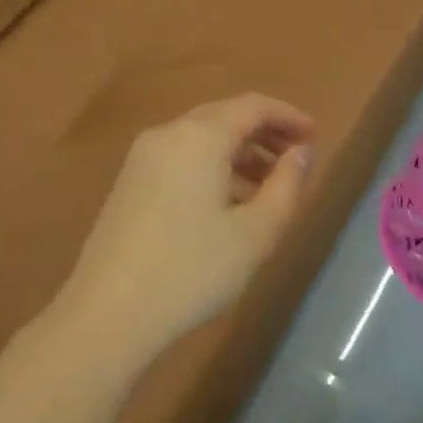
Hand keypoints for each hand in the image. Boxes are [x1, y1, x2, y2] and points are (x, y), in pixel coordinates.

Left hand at [55, 94, 315, 363]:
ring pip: (202, 138)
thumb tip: (301, 152)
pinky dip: (213, 166)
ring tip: (269, 186)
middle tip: (297, 158)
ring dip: (240, 152)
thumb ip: (287, 184)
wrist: (108, 316)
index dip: (289, 116)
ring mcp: (143, 158)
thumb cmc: (192, 270)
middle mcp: (169, 134)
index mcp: (200, 136)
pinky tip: (229, 203)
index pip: (254, 106)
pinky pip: (181, 157)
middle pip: (226, 117)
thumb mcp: (256, 232)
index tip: (315, 136)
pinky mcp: (129, 183)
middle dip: (265, 132)